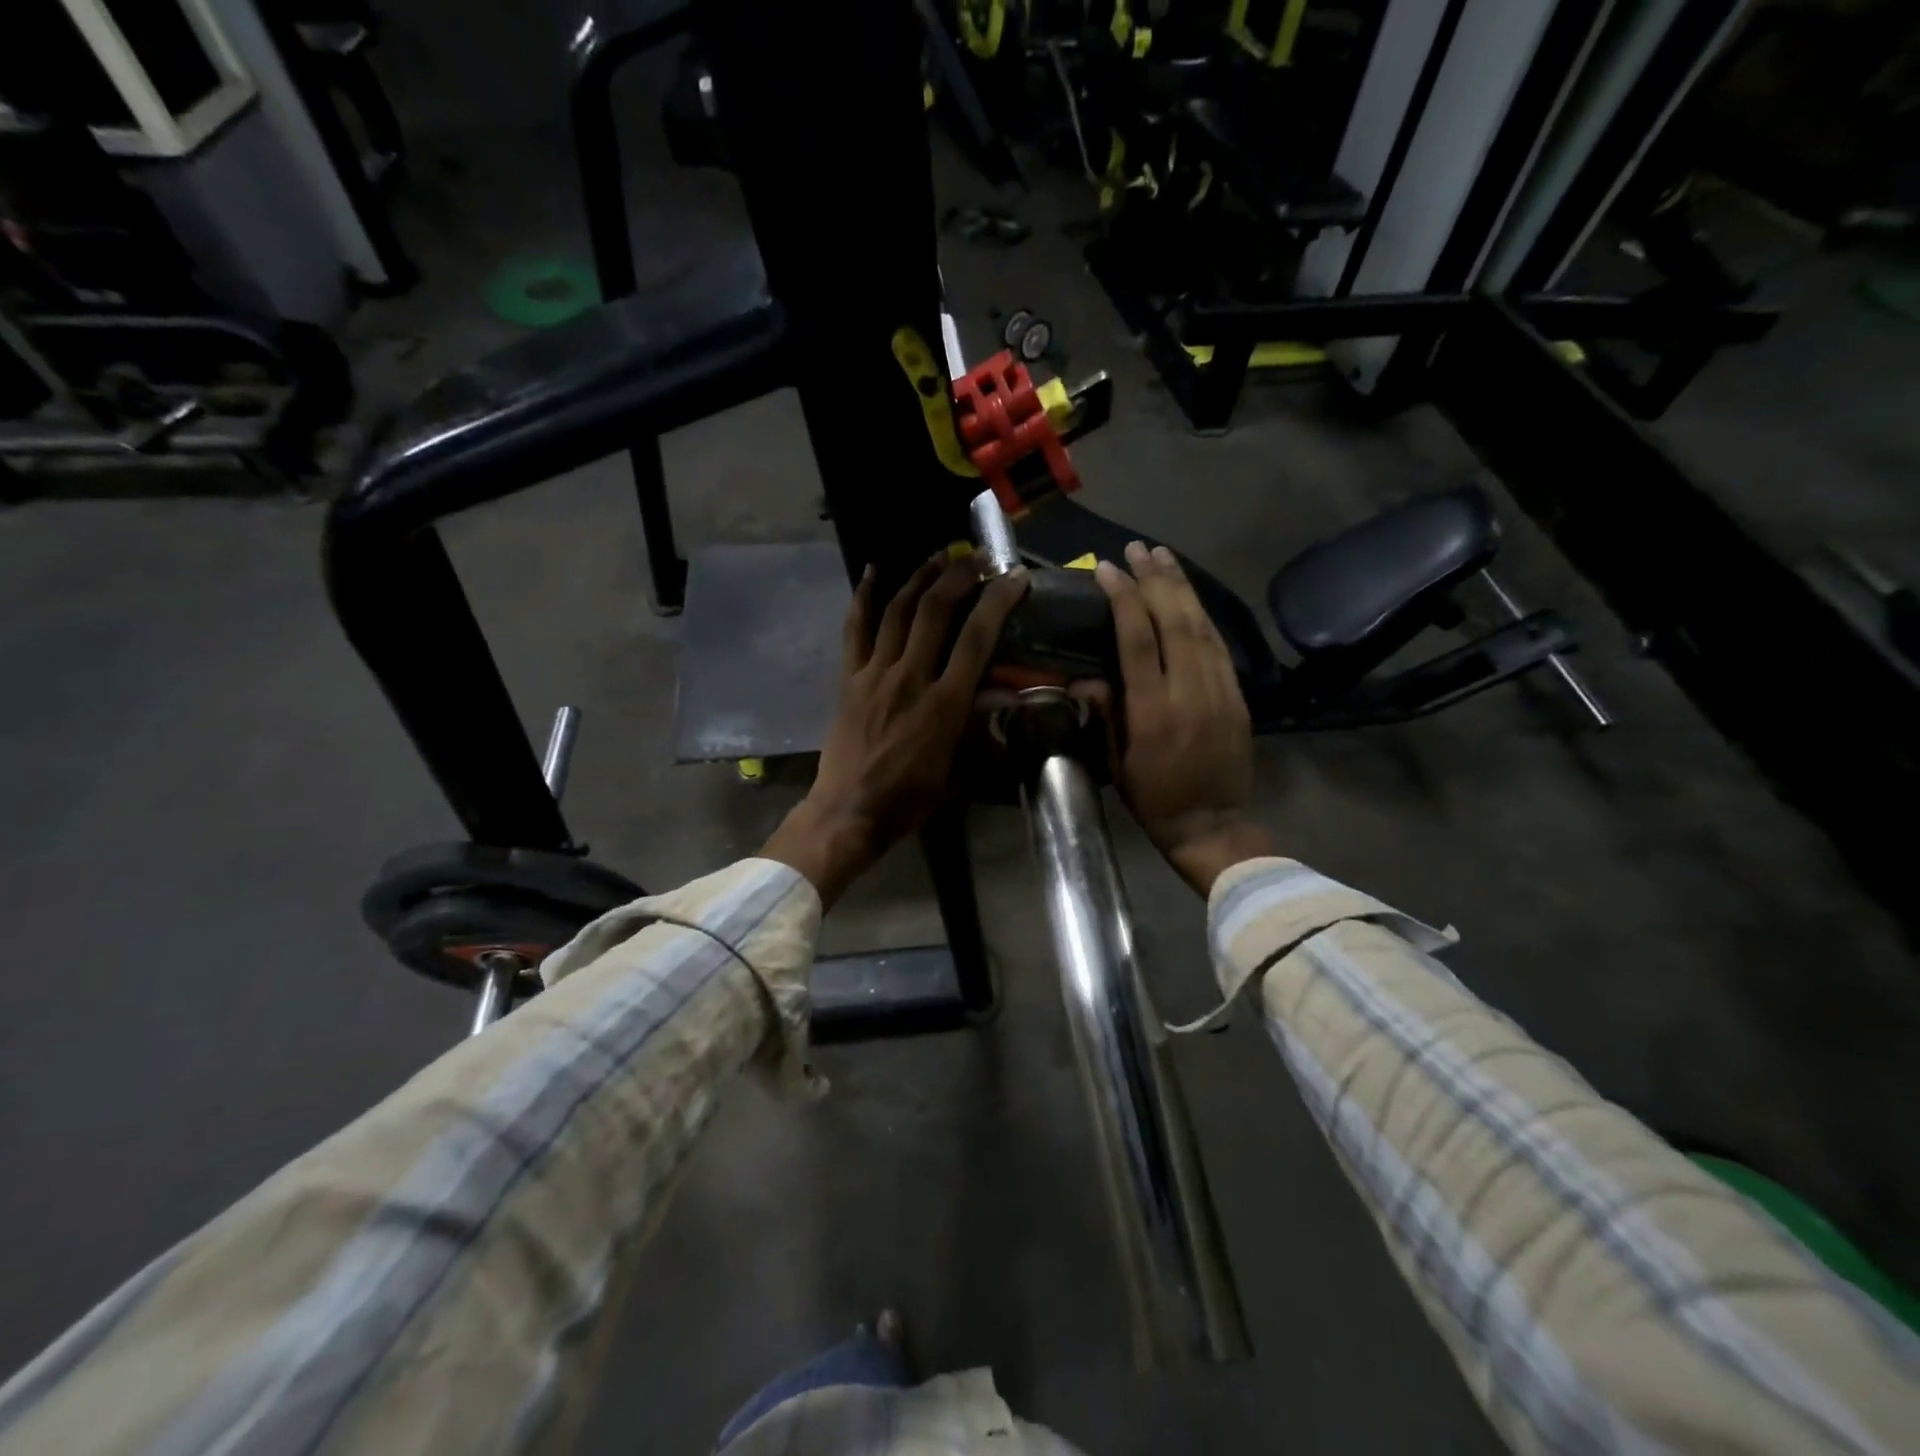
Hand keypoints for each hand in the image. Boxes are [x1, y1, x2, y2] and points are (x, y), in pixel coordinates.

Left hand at [763, 555, 1029, 905]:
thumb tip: (1007, 701)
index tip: (1014, 578)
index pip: (976, 639)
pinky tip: (872, 571)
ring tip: (940, 555)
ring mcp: (875, 673)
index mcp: (944, 705)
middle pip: (936, 611)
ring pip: (898, 610)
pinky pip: (856, 629)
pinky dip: (864, 597)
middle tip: (979, 557)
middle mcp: (910, 677)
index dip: (997, 602)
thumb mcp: (960, 773)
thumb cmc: (910, 799)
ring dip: (920, 577)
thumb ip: (985, 734)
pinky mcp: (849, 677)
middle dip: (960, 576)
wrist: (849, 811)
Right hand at [1093, 542, 1274, 894]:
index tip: (1108, 570)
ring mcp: (1220, 691)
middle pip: (1174, 621)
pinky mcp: (1237, 695)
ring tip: (1163, 557)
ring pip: (1201, 626)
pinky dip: (1201, 614)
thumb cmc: (1153, 798)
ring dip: (1181, 587)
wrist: (1212, 824)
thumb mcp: (1116, 762)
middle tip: (1138, 549)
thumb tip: (1088, 676)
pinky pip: (1218, 645)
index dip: (1123, 600)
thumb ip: (1106, 714)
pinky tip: (1188, 596)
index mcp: (1153, 711)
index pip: (1138, 640)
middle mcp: (1190, 692)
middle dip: (1155, 580)